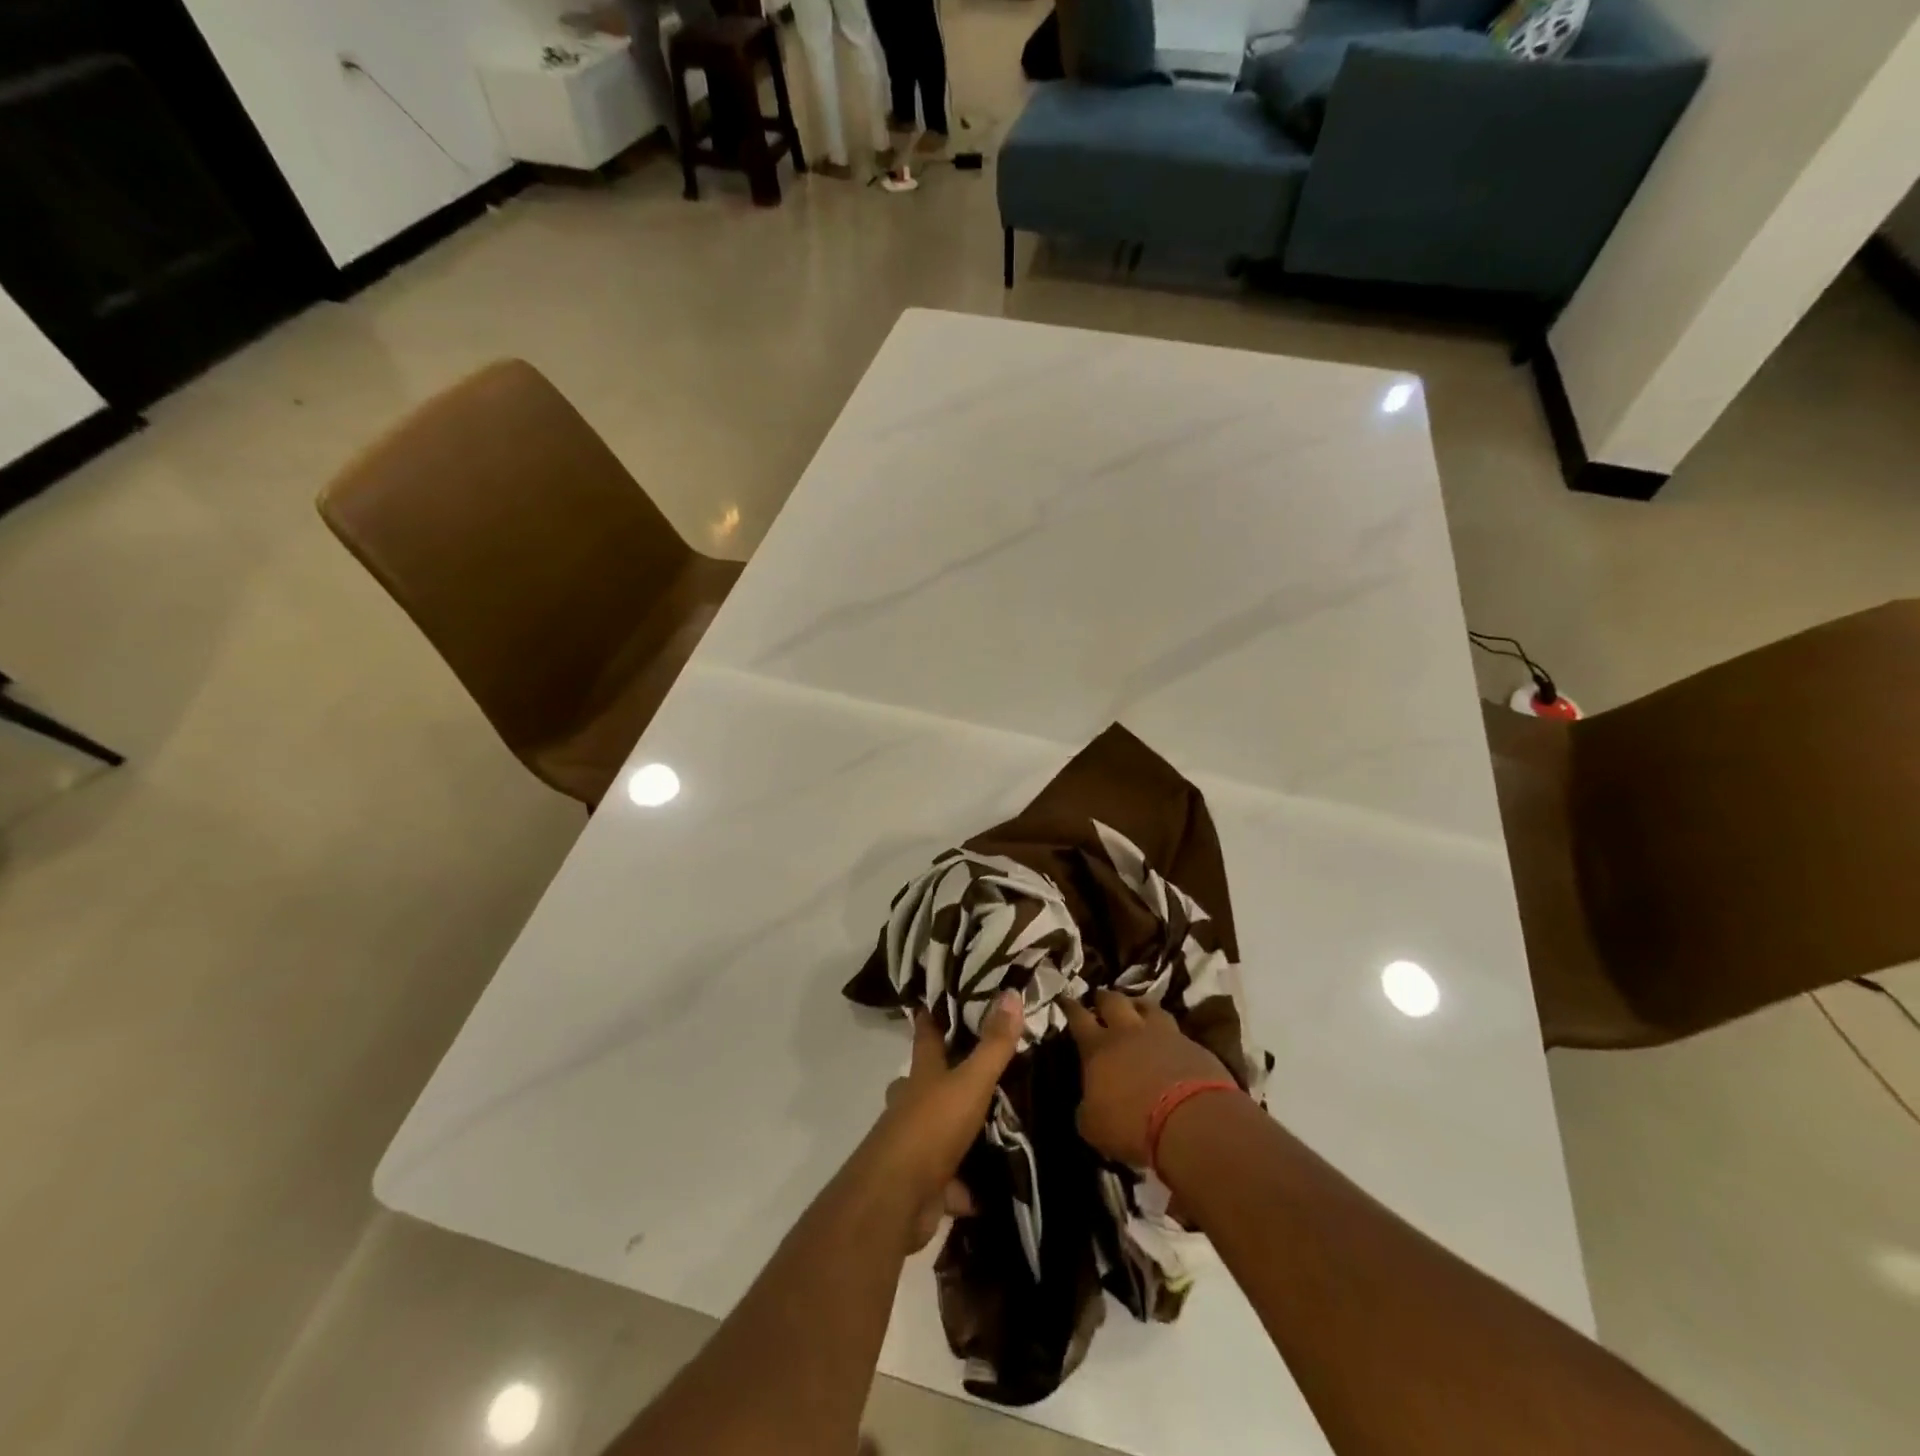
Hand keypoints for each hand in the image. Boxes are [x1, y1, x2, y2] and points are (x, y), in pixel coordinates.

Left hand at [864, 991, 1022, 1249]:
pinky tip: (990, 1189)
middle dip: (946, 1076)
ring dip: (959, 1132)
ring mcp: (914, 1145)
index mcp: (922, 1074)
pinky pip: (949, 1182)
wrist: (897, 1199)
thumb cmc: (932, 1127)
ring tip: (994, 1126)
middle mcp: (912, 1104)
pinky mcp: (923, 1184)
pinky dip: (966, 1188)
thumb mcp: (970, 1081)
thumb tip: (1011, 993)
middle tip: (980, 1069)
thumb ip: (993, 1044)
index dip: (932, 1015)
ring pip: (938, 1131)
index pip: (926, 1034)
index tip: (937, 999)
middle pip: (928, 1082)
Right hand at [1063, 989, 1236, 1166]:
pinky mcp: (1193, 1046)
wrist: (1191, 1122)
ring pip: (1147, 1006)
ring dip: (1138, 1005)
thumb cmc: (1132, 1125)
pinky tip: (1169, 1039)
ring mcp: (1163, 1034)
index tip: (1064, 997)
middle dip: (1104, 998)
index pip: (1078, 1018)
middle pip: (1113, 1001)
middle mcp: (1129, 1032)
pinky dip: (1168, 1032)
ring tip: (1136, 1007)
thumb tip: (1088, 1104)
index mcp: (1098, 1048)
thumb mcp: (1094, 1126)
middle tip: (1100, 997)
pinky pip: (1175, 1030)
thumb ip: (1087, 1109)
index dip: (1070, 1006)